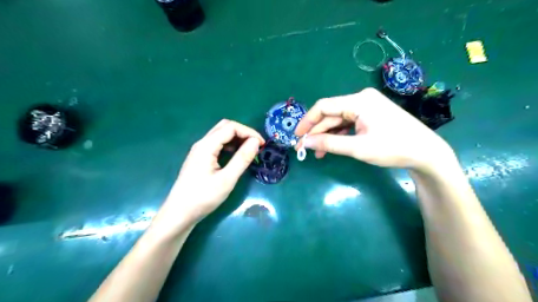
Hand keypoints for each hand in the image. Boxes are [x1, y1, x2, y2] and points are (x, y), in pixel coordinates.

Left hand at [158, 119, 265, 229]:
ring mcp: (200, 150)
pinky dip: (230, 145)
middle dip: (243, 132)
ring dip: (237, 138)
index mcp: (207, 146)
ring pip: (221, 135)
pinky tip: (236, 156)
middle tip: (257, 145)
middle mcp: (202, 143)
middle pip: (225, 127)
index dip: (249, 132)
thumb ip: (242, 159)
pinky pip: (217, 144)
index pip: (231, 127)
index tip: (262, 145)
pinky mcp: (200, 158)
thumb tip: (256, 142)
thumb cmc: (203, 198)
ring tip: (250, 150)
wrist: (179, 214)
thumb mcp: (227, 179)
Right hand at [296, 87, 455, 171]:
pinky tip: (331, 147)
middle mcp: (361, 99)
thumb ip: (329, 144)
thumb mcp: (358, 148)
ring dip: (327, 135)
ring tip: (317, 153)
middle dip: (316, 132)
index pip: (324, 106)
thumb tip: (305, 143)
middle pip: (330, 114)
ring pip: (338, 120)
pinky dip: (338, 135)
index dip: (307, 121)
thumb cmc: (393, 148)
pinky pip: (348, 123)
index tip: (297, 136)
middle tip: (304, 148)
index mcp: (358, 101)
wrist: (425, 152)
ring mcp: (366, 107)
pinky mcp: (370, 115)